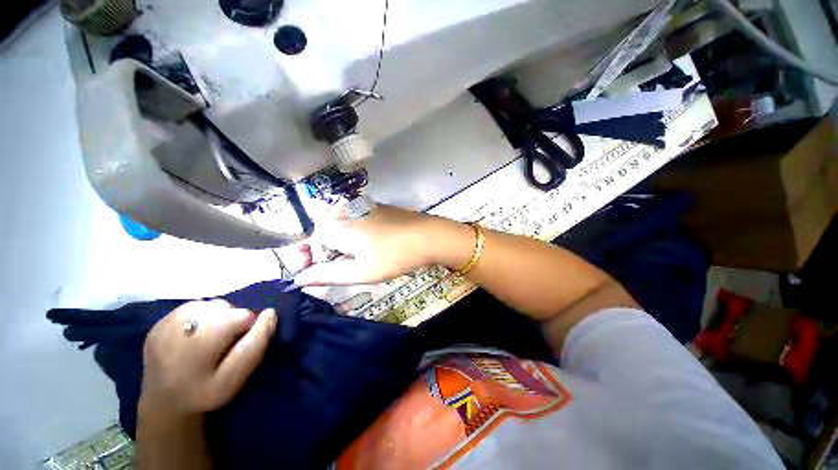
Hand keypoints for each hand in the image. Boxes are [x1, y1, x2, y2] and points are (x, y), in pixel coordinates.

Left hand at [139, 300, 277, 417]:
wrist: (163, 404)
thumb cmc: (203, 393)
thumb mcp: (235, 377)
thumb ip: (255, 345)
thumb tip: (270, 313)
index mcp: (203, 336)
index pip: (244, 316)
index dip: (248, 331)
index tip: (235, 351)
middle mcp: (183, 321)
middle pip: (226, 307)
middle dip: (232, 323)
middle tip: (222, 348)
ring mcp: (167, 320)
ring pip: (211, 305)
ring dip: (218, 318)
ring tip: (209, 341)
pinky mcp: (159, 322)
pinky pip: (193, 308)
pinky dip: (201, 318)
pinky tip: (194, 337)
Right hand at [294, 205, 470, 286]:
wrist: (428, 236)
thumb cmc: (394, 256)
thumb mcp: (361, 272)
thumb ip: (328, 275)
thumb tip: (300, 279)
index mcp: (339, 226)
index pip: (311, 240)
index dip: (312, 257)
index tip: (320, 271)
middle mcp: (347, 211)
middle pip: (325, 231)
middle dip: (327, 250)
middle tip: (342, 266)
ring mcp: (364, 206)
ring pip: (342, 225)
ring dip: (342, 242)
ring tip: (357, 257)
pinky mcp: (378, 207)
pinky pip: (357, 219)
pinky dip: (356, 233)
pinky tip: (372, 244)